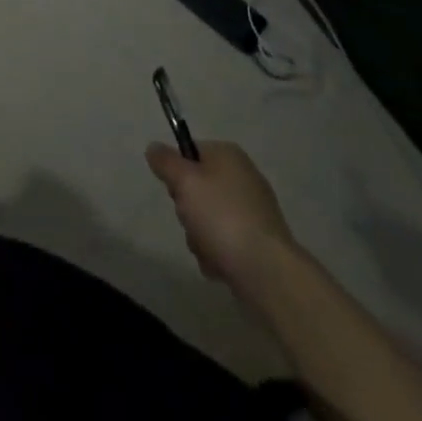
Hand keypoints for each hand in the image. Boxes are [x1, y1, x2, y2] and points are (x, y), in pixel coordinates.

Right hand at [147, 139, 295, 286]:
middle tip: (192, 221)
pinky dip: (217, 254)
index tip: (177, 192)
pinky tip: (220, 265)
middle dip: (188, 210)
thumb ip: (165, 161)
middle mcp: (243, 178)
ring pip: (208, 219)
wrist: (267, 273)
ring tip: (208, 249)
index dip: (177, 172)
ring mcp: (253, 212)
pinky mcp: (258, 243)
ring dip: (199, 236)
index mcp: (228, 155)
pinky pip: (225, 243)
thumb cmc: (222, 217)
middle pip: (197, 188)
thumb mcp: (185, 181)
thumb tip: (154, 148)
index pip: (190, 152)